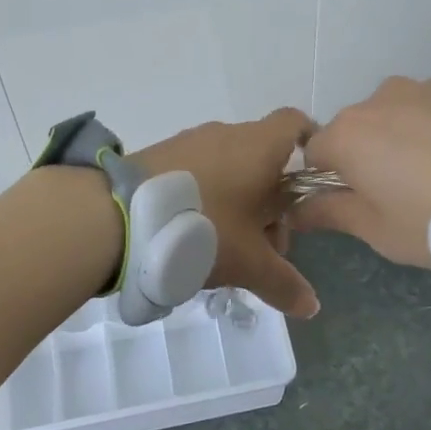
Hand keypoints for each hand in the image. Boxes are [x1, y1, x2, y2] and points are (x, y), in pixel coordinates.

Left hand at [135, 108, 319, 317]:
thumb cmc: (201, 228)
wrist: (118, 215)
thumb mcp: (248, 263)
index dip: (309, 147)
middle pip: (264, 159)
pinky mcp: (161, 154)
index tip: (309, 186)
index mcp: (259, 146)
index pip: (296, 124)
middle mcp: (227, 134)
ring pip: (231, 167)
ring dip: (239, 202)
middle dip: (272, 201)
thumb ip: (283, 282)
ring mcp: (191, 142)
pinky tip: (194, 234)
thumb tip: (312, 305)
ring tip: (228, 247)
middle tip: (266, 245)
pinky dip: (208, 196)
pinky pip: (200, 171)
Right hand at [295, 77, 430, 267]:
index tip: (355, 202)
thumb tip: (295, 210)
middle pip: (357, 129)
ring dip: (406, 139)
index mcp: (347, 135)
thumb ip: (331, 213)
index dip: (328, 180)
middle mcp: (376, 100)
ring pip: (398, 115)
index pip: (314, 153)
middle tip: (403, 193)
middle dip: (369, 156)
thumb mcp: (380, 230)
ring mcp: (423, 87)